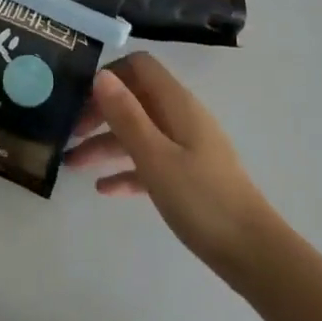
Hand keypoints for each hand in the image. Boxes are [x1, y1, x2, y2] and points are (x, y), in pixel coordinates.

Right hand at [64, 52, 279, 276]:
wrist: (252, 253)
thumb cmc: (201, 199)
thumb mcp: (155, 156)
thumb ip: (126, 115)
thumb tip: (100, 75)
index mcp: (177, 104)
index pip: (139, 67)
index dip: (109, 74)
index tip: (78, 97)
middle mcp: (181, 117)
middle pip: (135, 99)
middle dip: (100, 112)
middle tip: (68, 134)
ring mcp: (186, 147)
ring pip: (139, 133)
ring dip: (106, 144)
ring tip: (72, 165)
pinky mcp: (188, 176)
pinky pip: (150, 162)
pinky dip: (126, 170)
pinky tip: (103, 189)